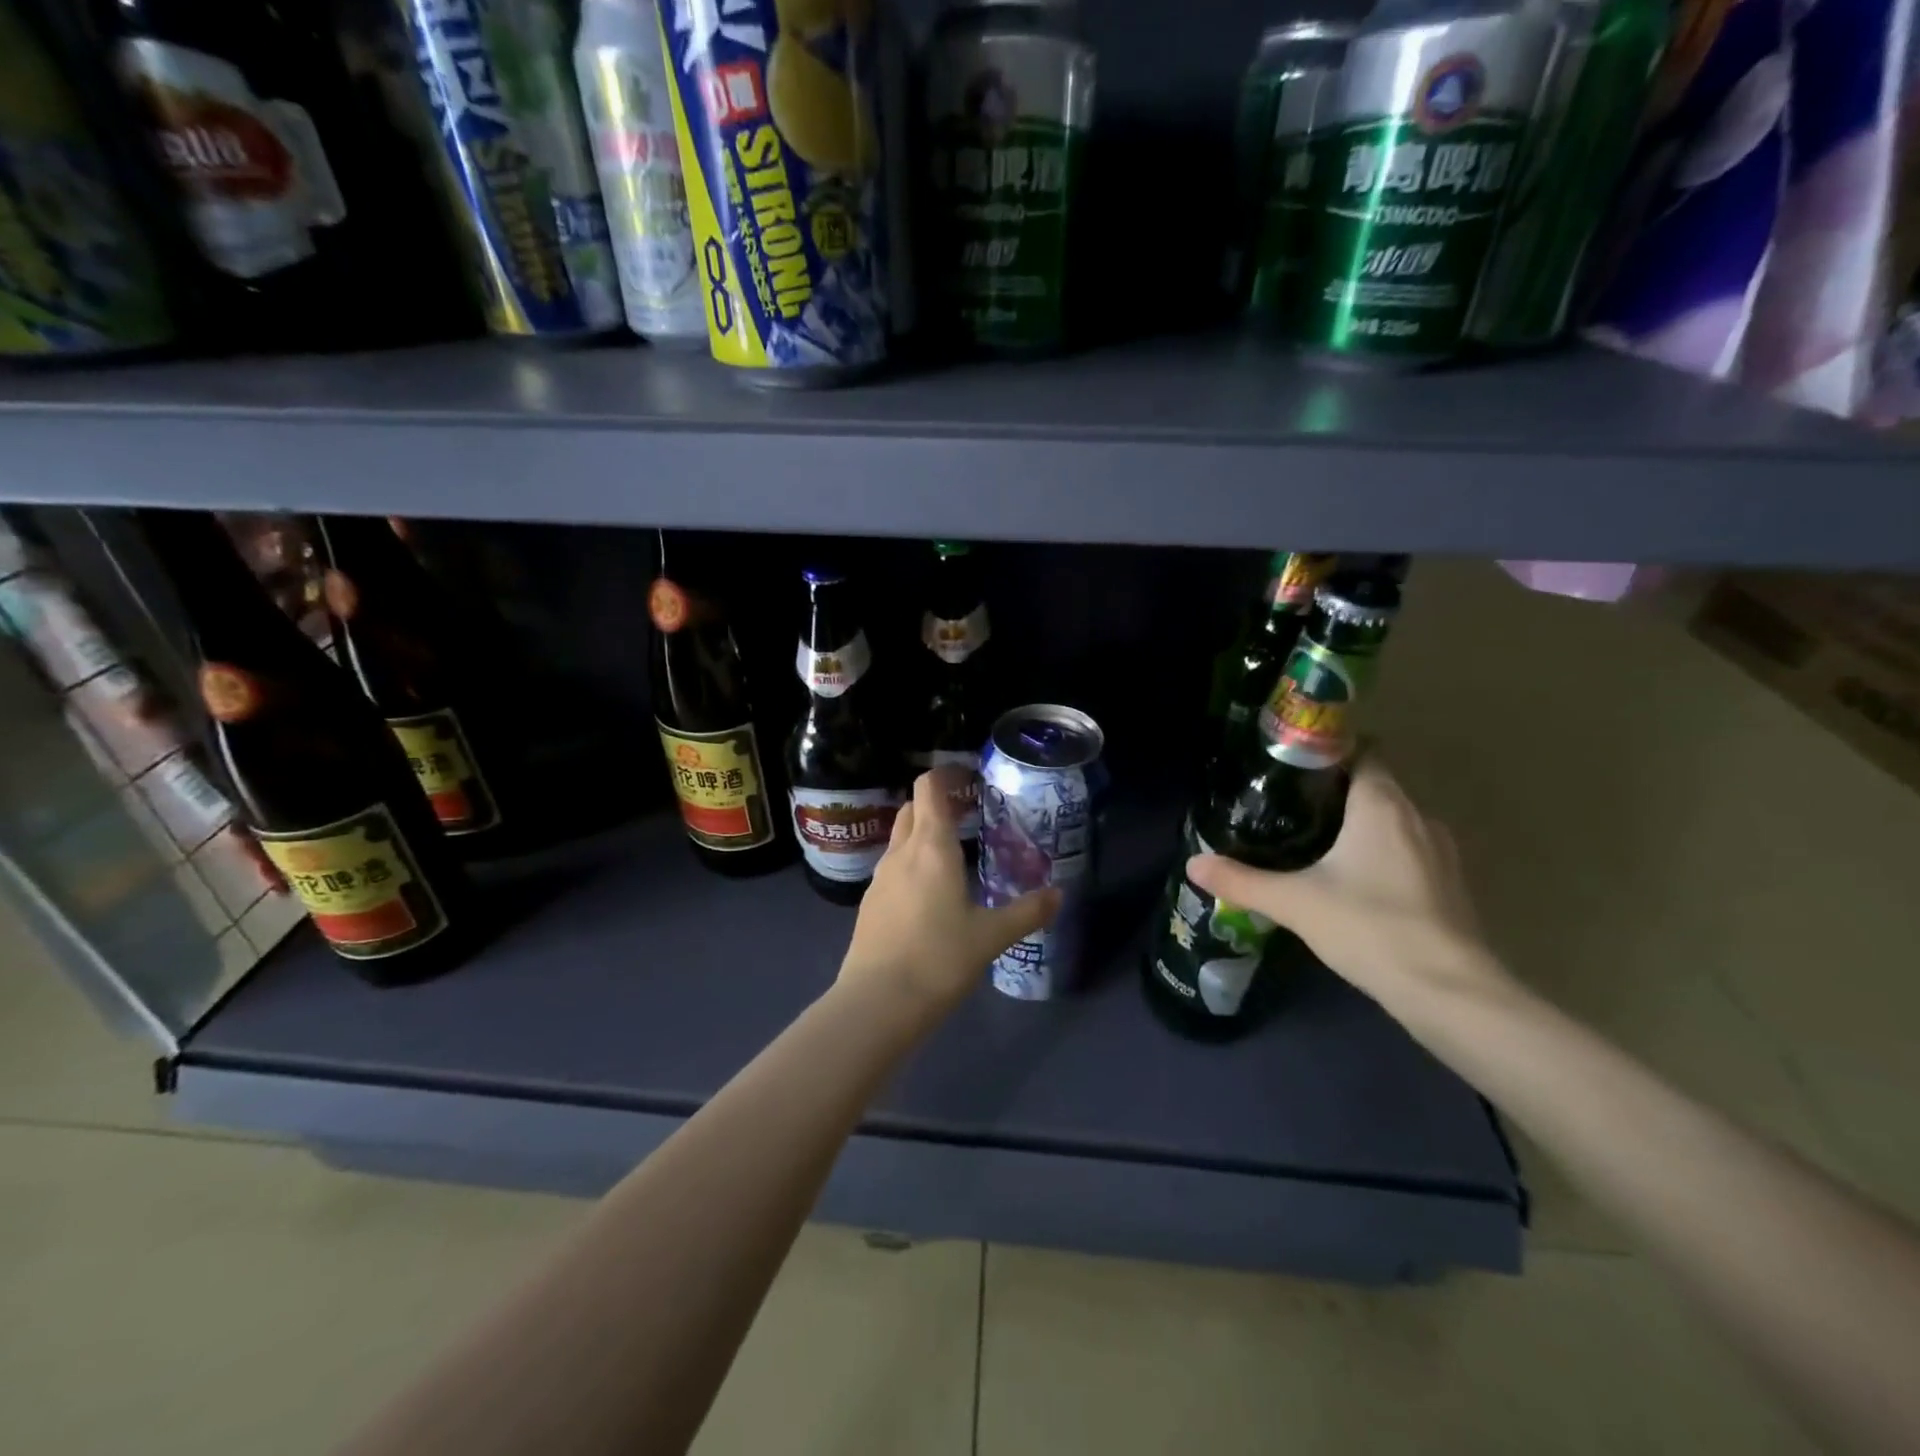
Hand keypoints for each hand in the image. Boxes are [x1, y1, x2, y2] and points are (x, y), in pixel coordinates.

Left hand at [839, 767, 1059, 1023]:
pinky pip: (893, 868)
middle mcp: (901, 853)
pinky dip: (911, 864)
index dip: (945, 775)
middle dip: (936, 803)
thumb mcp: (991, 937)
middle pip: (913, 809)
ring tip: (953, 854)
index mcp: (931, 848)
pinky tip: (930, 893)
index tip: (968, 778)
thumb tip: (1059, 895)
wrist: (877, 1003)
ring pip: (900, 839)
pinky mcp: (870, 904)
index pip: (929, 789)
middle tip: (968, 815)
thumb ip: (1026, 912)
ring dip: (922, 834)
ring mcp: (880, 878)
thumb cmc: (938, 959)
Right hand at [1185, 757, 1509, 1015]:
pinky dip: (1381, 853)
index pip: (1363, 752)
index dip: (1328, 752)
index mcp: (1382, 805)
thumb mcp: (1294, 903)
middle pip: (1375, 785)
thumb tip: (1194, 864)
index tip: (1290, 766)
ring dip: (1360, 824)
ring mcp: (1440, 851)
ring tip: (1316, 841)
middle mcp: (1417, 816)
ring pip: (1393, 820)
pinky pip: (1408, 850)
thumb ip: (1241, 881)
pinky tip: (1354, 880)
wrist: (1449, 992)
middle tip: (1287, 806)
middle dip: (1335, 791)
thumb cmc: (1369, 928)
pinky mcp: (1450, 884)